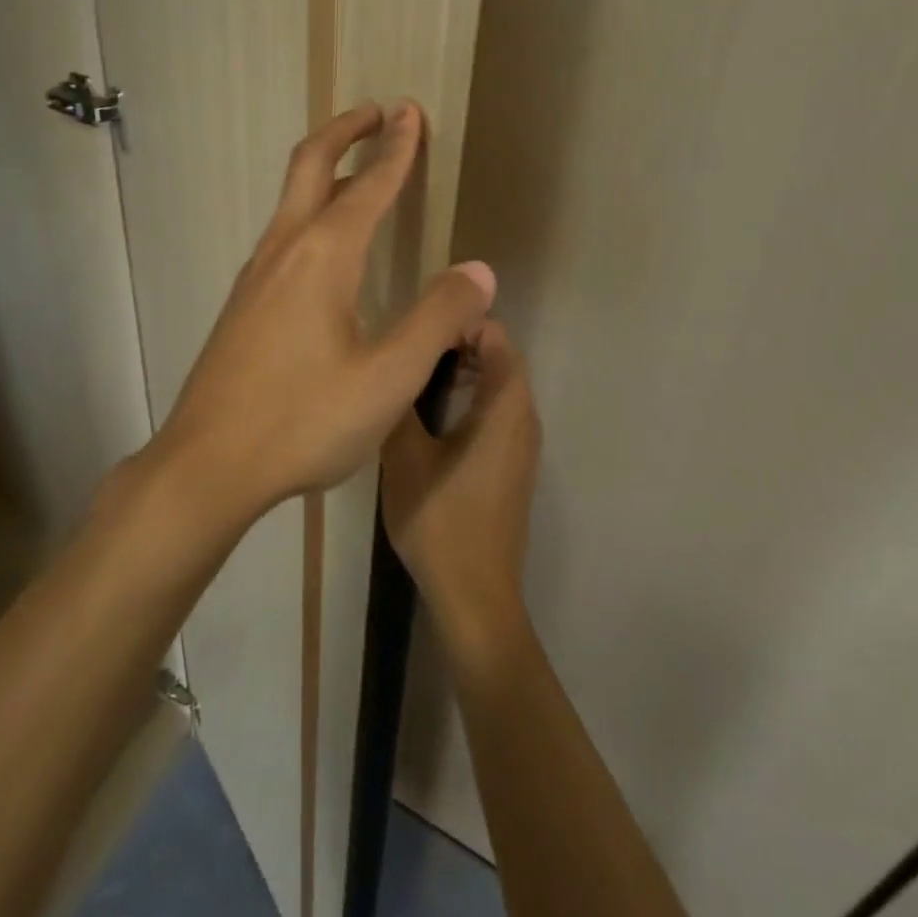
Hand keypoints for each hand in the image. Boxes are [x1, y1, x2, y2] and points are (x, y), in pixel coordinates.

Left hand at [156, 101, 496, 514]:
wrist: (207, 463)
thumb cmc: (303, 420)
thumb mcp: (389, 378)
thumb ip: (437, 318)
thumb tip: (477, 271)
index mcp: (323, 256)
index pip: (368, 185)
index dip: (396, 147)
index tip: (411, 112)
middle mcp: (284, 249)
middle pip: (311, 165)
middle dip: (346, 130)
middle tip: (378, 112)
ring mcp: (256, 274)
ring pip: (291, 198)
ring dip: (326, 168)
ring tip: (357, 166)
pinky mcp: (244, 301)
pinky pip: (283, 231)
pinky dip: (311, 206)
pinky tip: (325, 242)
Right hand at [381, 322, 540, 640]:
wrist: (475, 595)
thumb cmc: (440, 520)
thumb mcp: (405, 455)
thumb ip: (400, 401)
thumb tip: (393, 360)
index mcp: (505, 406)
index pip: (495, 336)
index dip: (459, 321)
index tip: (417, 325)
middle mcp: (524, 417)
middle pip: (500, 357)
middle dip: (459, 341)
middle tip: (411, 344)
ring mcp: (522, 444)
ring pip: (499, 385)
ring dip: (464, 368)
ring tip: (415, 372)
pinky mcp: (514, 465)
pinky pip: (498, 410)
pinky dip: (471, 395)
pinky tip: (431, 413)